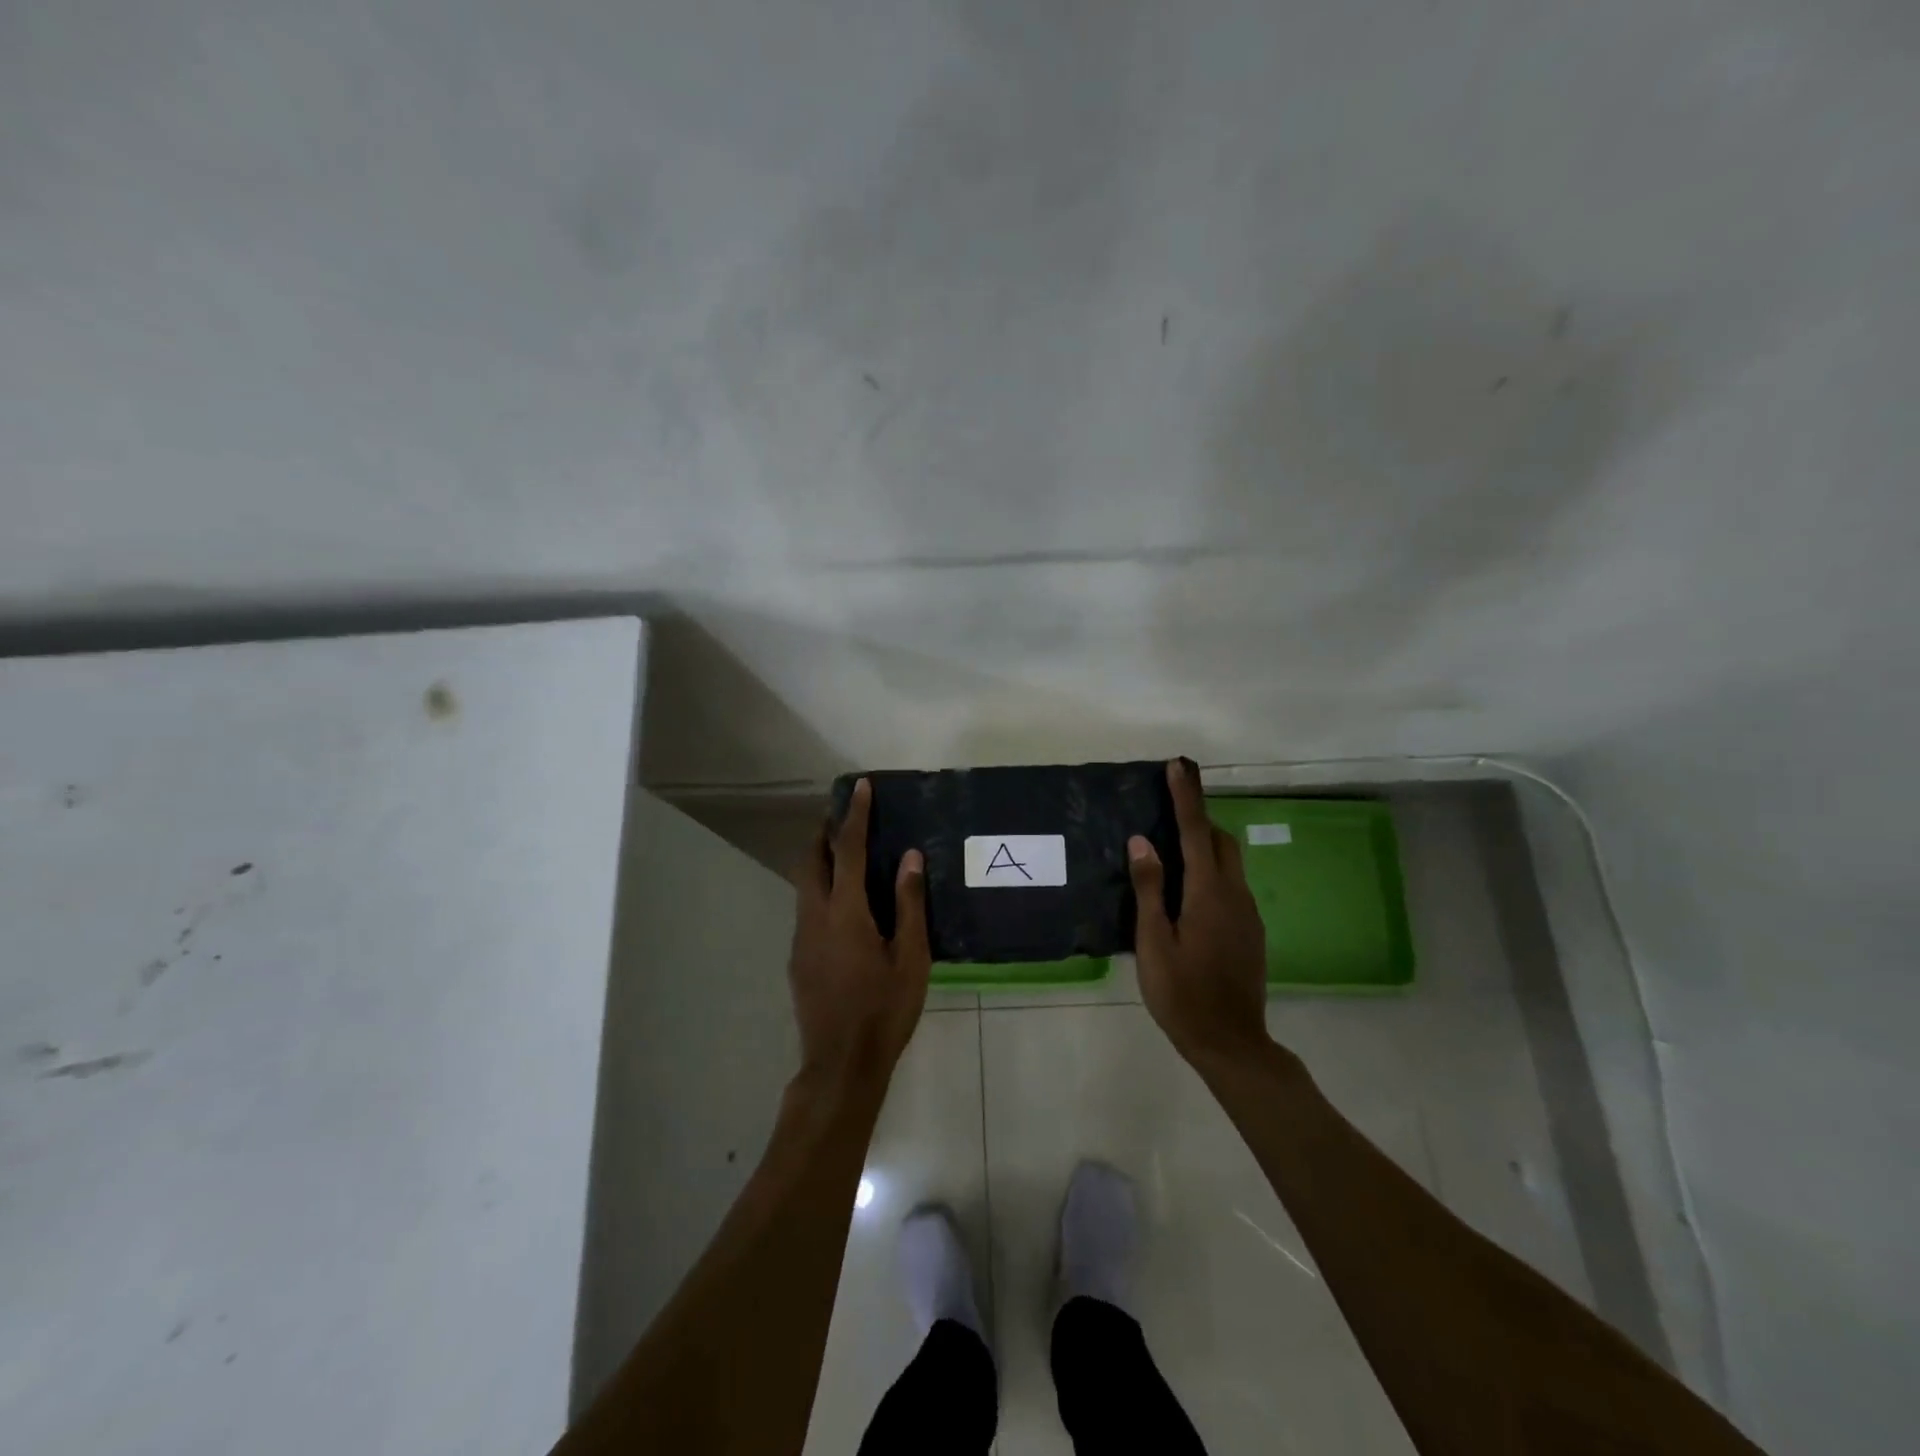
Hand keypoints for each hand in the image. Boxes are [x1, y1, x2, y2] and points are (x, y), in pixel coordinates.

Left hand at [789, 778, 931, 1082]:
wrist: (841, 1065)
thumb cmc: (885, 1010)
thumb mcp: (911, 958)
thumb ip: (909, 904)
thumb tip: (910, 857)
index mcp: (845, 913)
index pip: (846, 849)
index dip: (854, 815)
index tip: (860, 787)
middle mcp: (814, 917)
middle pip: (811, 860)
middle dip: (825, 833)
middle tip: (847, 818)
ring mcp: (801, 939)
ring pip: (804, 885)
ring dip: (820, 861)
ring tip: (846, 856)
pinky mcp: (798, 959)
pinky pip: (806, 909)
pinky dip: (820, 890)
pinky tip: (844, 909)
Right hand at [1128, 760, 1271, 1067]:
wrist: (1232, 1043)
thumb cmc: (1182, 994)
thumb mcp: (1154, 943)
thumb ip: (1150, 889)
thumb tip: (1142, 842)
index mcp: (1208, 893)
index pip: (1196, 831)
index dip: (1186, 797)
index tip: (1179, 766)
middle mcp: (1234, 895)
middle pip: (1221, 841)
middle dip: (1199, 818)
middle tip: (1169, 811)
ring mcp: (1248, 914)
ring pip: (1230, 863)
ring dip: (1206, 845)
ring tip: (1172, 852)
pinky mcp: (1251, 931)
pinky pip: (1231, 885)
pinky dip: (1212, 872)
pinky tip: (1188, 895)